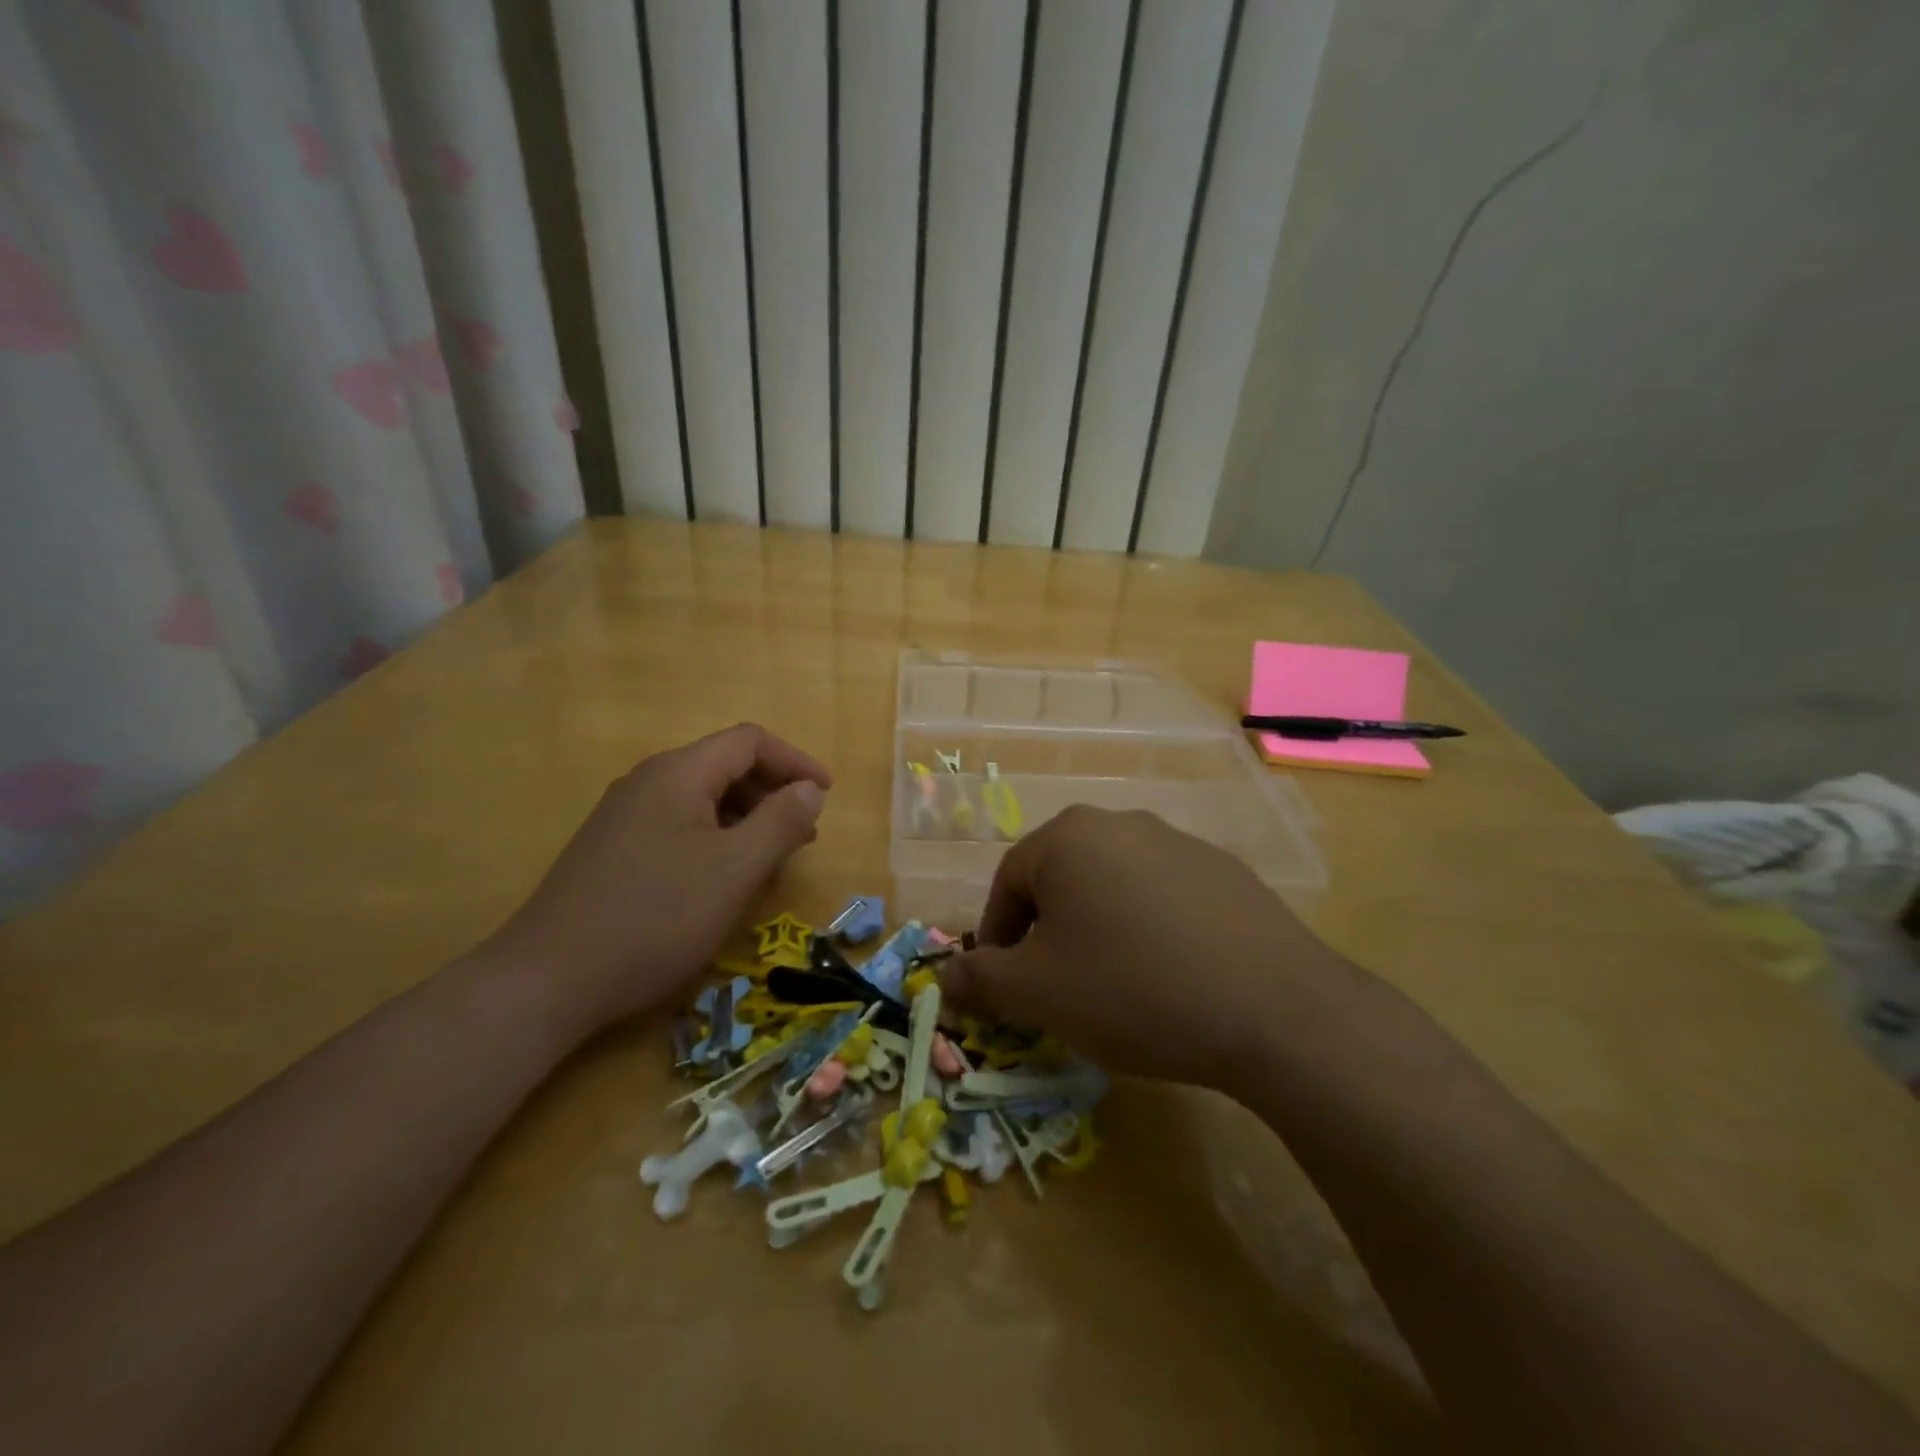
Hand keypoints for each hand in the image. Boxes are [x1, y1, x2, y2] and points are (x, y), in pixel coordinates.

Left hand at [480, 724, 830, 1041]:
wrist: (548, 980)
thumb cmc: (656, 917)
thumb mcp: (735, 869)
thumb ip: (781, 821)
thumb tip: (810, 789)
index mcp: (678, 774)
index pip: (750, 741)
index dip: (795, 761)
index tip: (827, 796)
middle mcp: (648, 782)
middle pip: (725, 767)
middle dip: (773, 795)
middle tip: (804, 837)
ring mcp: (624, 816)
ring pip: (702, 801)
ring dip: (746, 822)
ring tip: (770, 865)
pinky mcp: (611, 850)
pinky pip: (678, 828)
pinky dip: (715, 842)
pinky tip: (721, 884)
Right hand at [937, 807, 1348, 1091]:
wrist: (1273, 1009)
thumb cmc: (1132, 989)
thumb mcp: (1039, 994)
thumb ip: (981, 980)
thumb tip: (944, 978)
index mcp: (1068, 837)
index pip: (1008, 882)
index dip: (997, 938)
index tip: (1004, 986)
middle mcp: (1121, 823)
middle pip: (1061, 879)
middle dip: (1047, 933)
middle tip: (1055, 988)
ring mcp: (1179, 843)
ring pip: (1112, 886)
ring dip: (1097, 929)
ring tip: (1112, 986)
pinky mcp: (1224, 871)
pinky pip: (1162, 897)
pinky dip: (1148, 930)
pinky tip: (1168, 977)